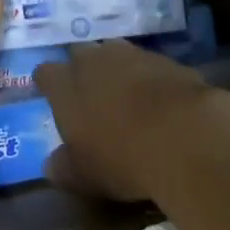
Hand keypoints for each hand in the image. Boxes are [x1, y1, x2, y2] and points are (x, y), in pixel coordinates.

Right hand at [34, 39, 229, 201]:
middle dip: (82, 70)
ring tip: (124, 94)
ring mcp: (130, 55)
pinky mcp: (165, 59)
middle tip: (90, 96)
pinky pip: (147, 64)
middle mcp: (93, 60)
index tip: (52, 97)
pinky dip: (148, 77)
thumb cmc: (122, 158)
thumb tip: (51, 165)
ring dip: (115, 69)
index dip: (47, 84)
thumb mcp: (84, 175)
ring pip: (114, 53)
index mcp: (65, 85)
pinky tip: (157, 100)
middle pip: (79, 54)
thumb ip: (63, 168)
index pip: (45, 73)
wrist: (184, 135)